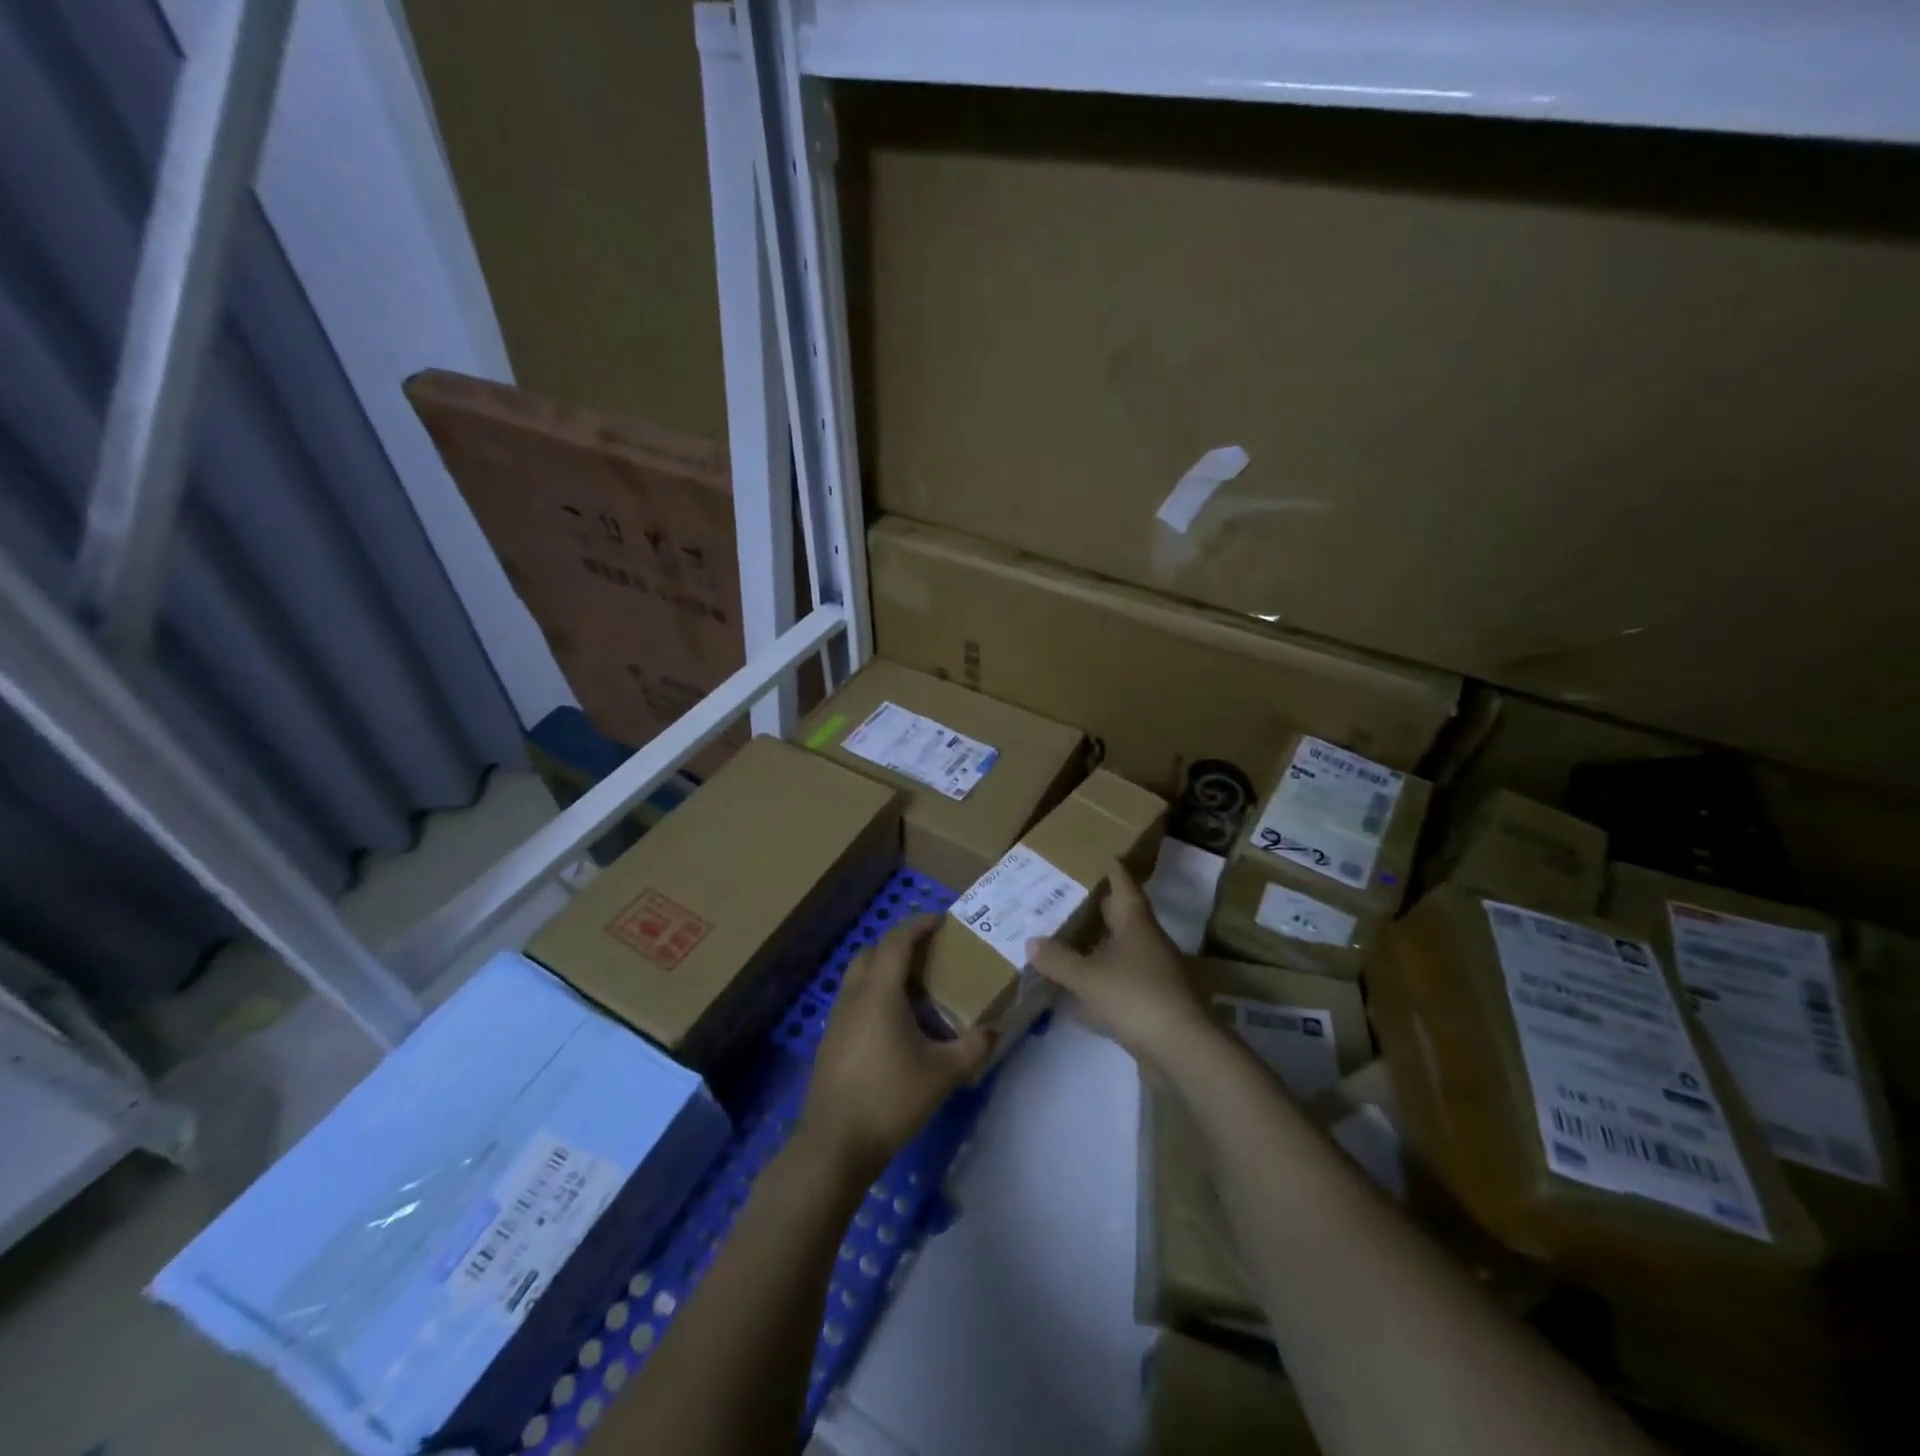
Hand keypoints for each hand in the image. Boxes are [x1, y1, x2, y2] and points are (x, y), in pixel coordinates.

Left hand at [797, 915, 994, 1183]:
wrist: (834, 1144)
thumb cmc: (890, 1098)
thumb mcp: (943, 1074)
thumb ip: (973, 1048)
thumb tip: (994, 1030)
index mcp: (879, 992)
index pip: (897, 941)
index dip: (918, 925)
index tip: (941, 921)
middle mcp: (854, 996)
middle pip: (872, 952)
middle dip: (899, 946)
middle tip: (929, 956)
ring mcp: (837, 1018)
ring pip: (859, 977)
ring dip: (884, 971)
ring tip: (916, 990)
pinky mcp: (830, 1041)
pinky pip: (853, 1001)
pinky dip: (874, 996)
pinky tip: (895, 1026)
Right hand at [1026, 861, 1213, 1068]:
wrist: (1181, 1049)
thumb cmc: (1135, 996)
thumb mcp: (1087, 977)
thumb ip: (1058, 959)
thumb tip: (1032, 941)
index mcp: (1135, 924)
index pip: (1124, 885)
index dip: (1112, 870)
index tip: (1100, 857)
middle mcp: (1147, 942)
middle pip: (1122, 918)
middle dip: (1098, 908)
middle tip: (1068, 898)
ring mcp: (1153, 975)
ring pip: (1120, 953)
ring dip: (1098, 948)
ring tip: (1067, 942)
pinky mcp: (1152, 1005)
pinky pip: (1119, 986)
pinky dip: (1099, 986)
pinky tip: (1076, 998)